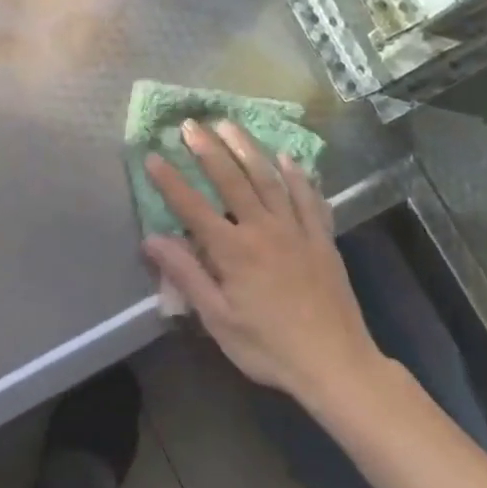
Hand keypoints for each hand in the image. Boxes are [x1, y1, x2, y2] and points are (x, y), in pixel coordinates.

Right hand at [142, 120, 388, 421]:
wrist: (335, 363)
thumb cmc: (268, 347)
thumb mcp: (218, 319)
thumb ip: (186, 275)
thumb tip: (152, 239)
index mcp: (233, 251)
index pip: (193, 207)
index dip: (170, 181)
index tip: (151, 156)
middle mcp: (264, 230)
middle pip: (232, 180)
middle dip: (208, 150)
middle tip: (191, 124)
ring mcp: (297, 230)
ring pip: (269, 179)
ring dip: (247, 149)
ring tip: (229, 125)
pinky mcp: (322, 239)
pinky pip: (308, 198)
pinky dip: (297, 176)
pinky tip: (288, 159)